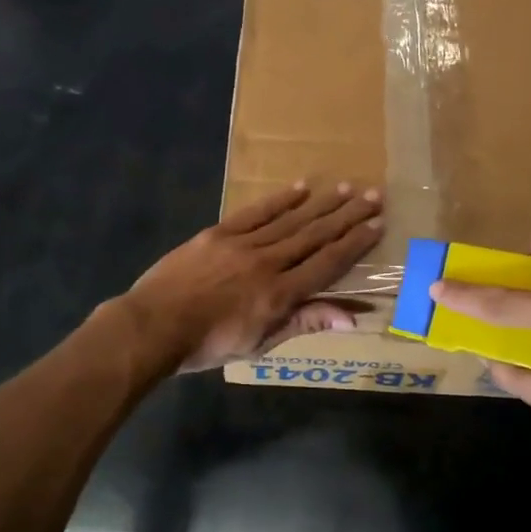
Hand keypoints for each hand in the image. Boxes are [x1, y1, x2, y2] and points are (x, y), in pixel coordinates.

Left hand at [119, 182, 383, 372]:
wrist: (153, 326)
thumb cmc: (207, 344)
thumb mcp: (260, 343)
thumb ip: (304, 323)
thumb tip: (351, 319)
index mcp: (280, 294)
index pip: (327, 263)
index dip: (355, 243)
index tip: (377, 225)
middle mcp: (268, 263)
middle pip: (315, 235)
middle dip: (347, 216)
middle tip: (373, 196)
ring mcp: (243, 244)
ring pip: (290, 220)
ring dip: (321, 204)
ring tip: (346, 188)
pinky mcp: (220, 233)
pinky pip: (256, 213)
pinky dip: (280, 200)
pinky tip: (300, 188)